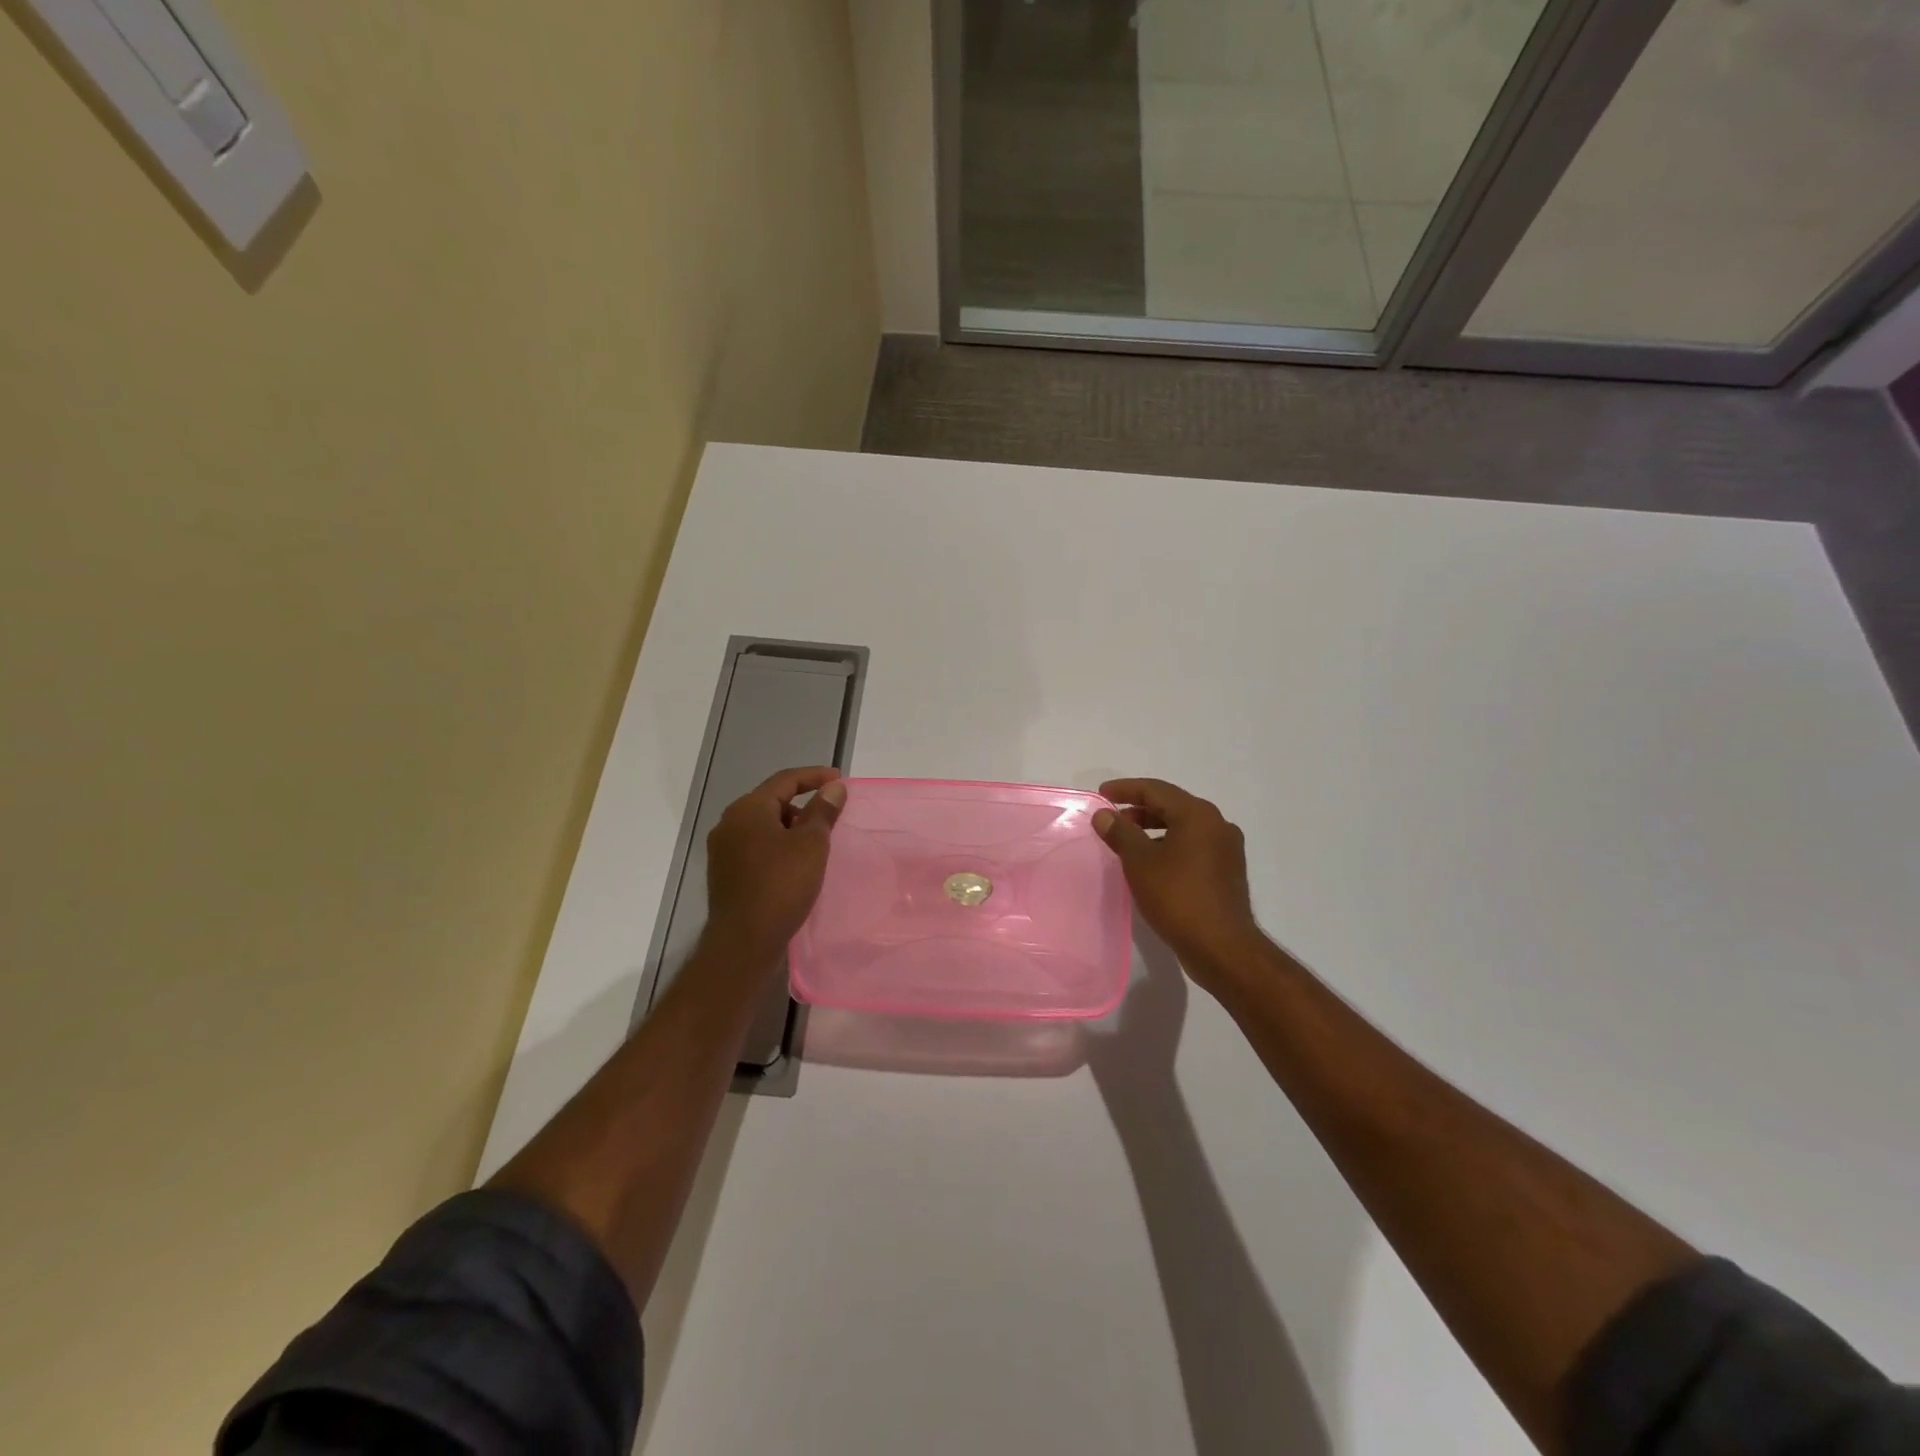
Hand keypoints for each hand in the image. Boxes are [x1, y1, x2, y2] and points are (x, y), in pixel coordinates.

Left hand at [703, 766, 845, 968]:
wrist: (744, 942)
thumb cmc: (781, 886)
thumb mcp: (811, 845)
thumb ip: (823, 811)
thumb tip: (834, 787)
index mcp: (748, 809)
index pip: (785, 780)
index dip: (815, 776)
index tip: (840, 780)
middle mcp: (729, 823)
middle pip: (772, 801)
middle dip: (803, 804)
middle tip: (831, 815)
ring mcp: (723, 850)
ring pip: (764, 826)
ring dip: (791, 827)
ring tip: (817, 843)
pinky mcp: (726, 873)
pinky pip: (756, 847)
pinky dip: (778, 846)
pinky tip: (796, 864)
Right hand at [1093, 778, 1263, 983]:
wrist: (1221, 947)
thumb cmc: (1177, 897)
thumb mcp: (1140, 862)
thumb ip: (1120, 833)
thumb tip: (1105, 815)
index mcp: (1198, 814)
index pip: (1156, 790)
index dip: (1125, 789)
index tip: (1102, 795)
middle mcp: (1217, 824)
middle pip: (1172, 806)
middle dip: (1139, 810)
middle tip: (1112, 819)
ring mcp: (1226, 849)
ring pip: (1184, 828)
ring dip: (1154, 829)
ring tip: (1128, 843)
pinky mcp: (1227, 871)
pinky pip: (1193, 847)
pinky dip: (1169, 846)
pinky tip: (1152, 864)